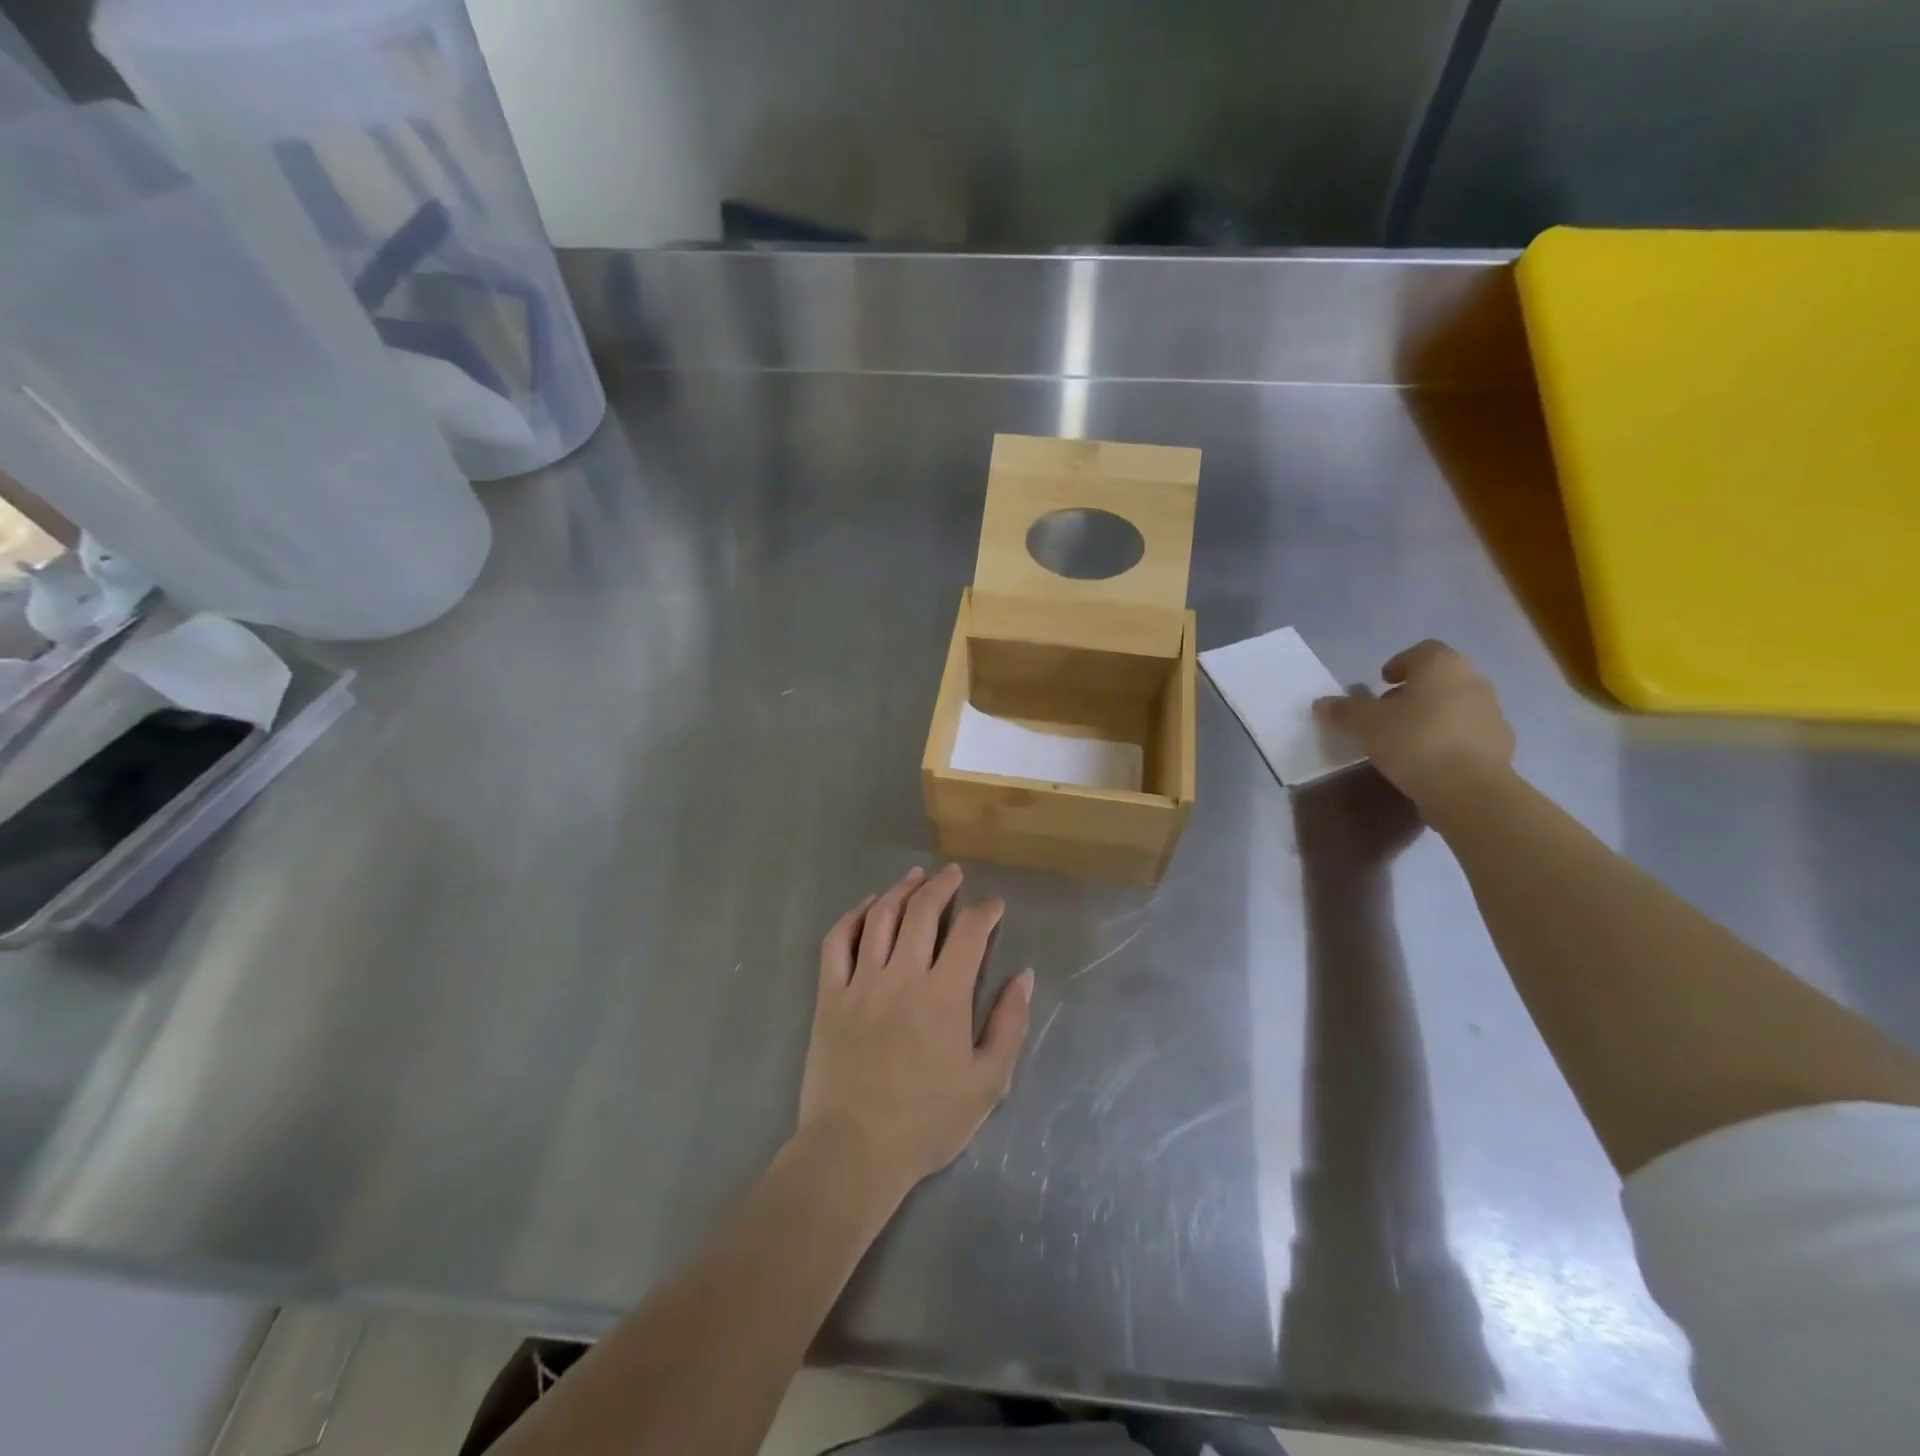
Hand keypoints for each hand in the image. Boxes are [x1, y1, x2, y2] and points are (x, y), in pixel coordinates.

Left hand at [798, 865, 1032, 1199]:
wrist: (855, 1150)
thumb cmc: (926, 1121)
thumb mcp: (987, 1082)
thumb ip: (1009, 1024)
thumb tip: (1024, 976)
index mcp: (945, 995)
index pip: (969, 932)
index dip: (985, 911)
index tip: (994, 906)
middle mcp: (903, 975)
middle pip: (923, 911)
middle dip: (942, 886)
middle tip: (953, 874)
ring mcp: (861, 982)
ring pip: (881, 917)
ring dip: (900, 890)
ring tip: (915, 877)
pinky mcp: (829, 994)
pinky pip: (837, 942)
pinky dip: (853, 916)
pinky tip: (867, 907)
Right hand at [1313, 640, 1514, 813]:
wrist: (1469, 789)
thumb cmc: (1413, 741)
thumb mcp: (1365, 724)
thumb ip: (1344, 710)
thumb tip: (1322, 703)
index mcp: (1442, 666)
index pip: (1421, 651)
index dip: (1399, 664)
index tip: (1380, 683)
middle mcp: (1473, 680)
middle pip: (1440, 678)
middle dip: (1414, 691)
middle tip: (1387, 713)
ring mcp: (1492, 712)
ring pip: (1455, 704)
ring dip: (1432, 715)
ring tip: (1405, 739)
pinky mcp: (1501, 744)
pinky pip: (1467, 732)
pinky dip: (1449, 738)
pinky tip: (1429, 760)